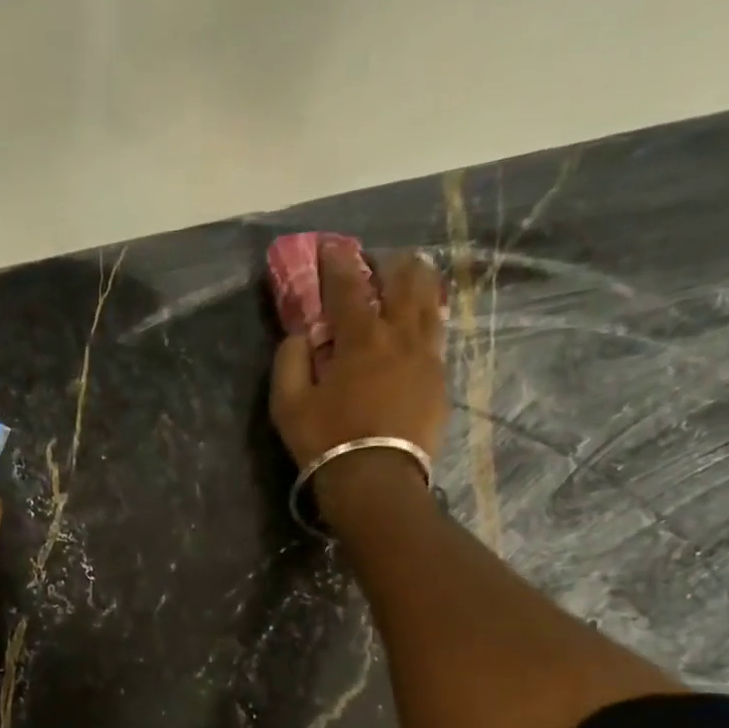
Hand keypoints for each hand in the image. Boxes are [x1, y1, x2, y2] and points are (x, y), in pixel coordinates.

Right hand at [269, 246, 449, 471]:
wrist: (377, 481)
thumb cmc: (326, 441)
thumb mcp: (288, 405)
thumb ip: (289, 361)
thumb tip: (300, 336)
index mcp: (360, 338)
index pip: (349, 285)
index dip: (338, 262)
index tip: (331, 246)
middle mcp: (400, 336)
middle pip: (404, 281)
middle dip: (389, 263)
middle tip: (376, 260)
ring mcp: (427, 357)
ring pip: (430, 303)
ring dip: (418, 283)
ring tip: (410, 276)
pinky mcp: (440, 381)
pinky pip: (438, 336)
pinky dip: (427, 319)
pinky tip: (421, 323)